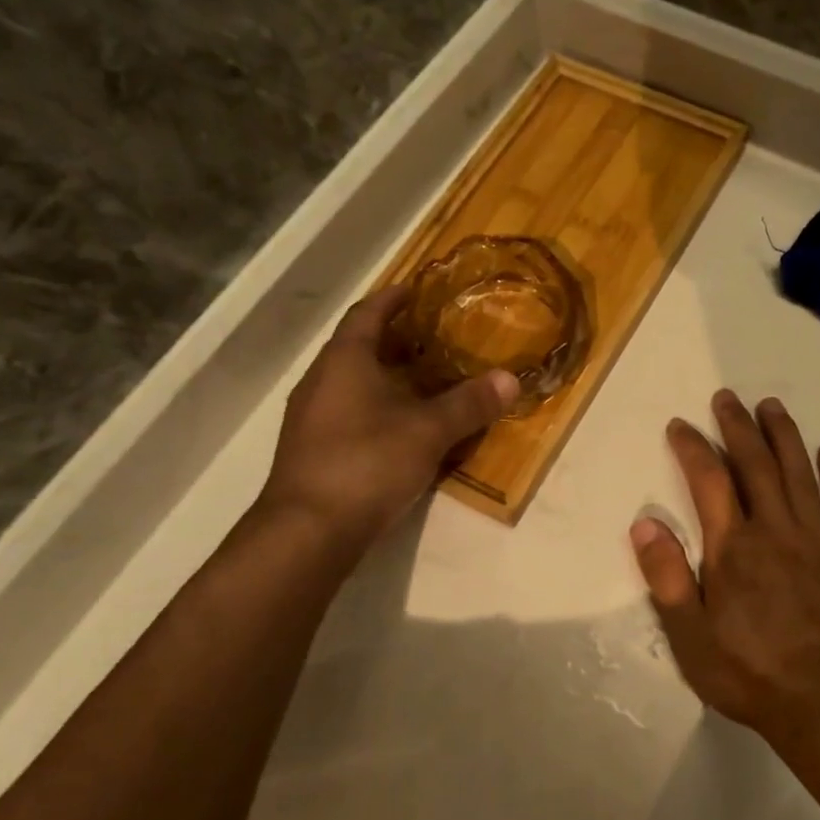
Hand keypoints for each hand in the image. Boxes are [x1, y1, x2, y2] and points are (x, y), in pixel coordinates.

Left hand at [255, 287, 517, 555]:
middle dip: (395, 339)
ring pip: (352, 382)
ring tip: (425, 380)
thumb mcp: (429, 431)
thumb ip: (470, 404)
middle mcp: (322, 381)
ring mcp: (312, 417)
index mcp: (344, 361)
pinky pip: (349, 411)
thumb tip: (510, 379)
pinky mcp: (313, 449)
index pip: (367, 314)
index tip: (415, 288)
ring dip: (386, 375)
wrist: (308, 531)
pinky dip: (377, 406)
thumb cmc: (367, 462)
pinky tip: (402, 426)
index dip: (392, 298)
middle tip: (434, 337)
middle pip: (359, 347)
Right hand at [630, 391, 819, 743]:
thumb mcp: (689, 635)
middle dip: (738, 426)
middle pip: (755, 464)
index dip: (692, 447)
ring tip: (772, 406)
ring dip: (784, 436)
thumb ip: (667, 575)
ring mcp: (815, 540)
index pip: (709, 480)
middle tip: (726, 398)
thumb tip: (644, 522)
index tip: (680, 425)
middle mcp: (774, 530)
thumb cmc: (746, 671)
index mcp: (733, 547)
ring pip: (798, 473)